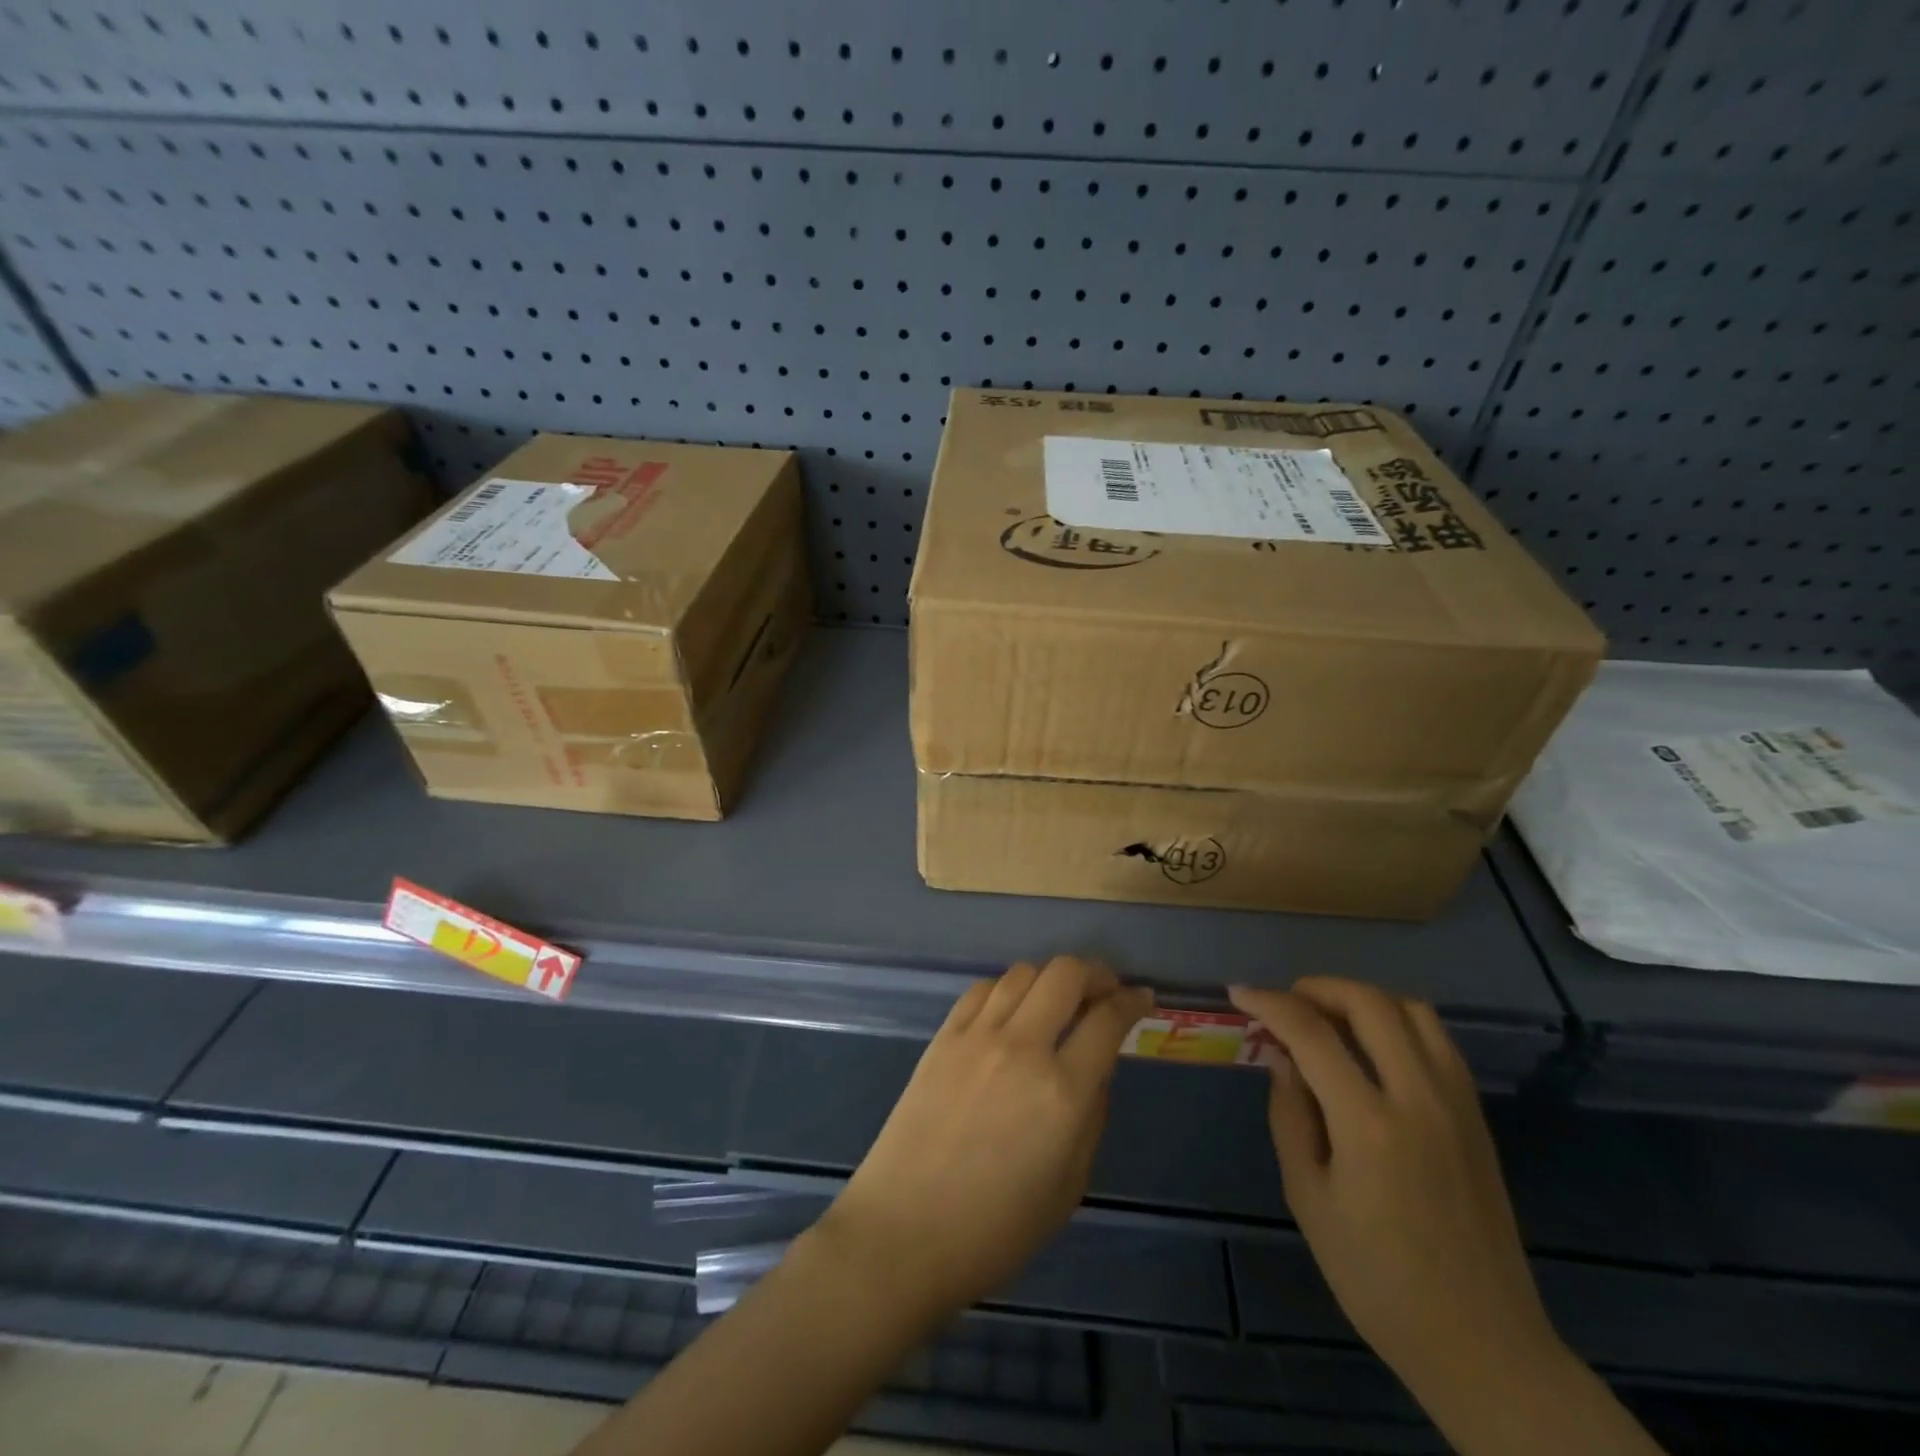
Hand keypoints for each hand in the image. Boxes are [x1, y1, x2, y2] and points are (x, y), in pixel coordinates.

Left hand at [819, 957, 1152, 1321]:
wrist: (905, 1232)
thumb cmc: (996, 1229)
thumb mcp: (1068, 1186)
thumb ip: (1091, 1118)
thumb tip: (1095, 1071)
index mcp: (1062, 1091)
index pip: (1107, 1019)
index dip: (1132, 1001)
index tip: (1142, 998)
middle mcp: (1022, 1047)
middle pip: (1066, 973)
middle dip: (1096, 972)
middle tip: (1106, 989)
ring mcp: (977, 1035)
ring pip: (1023, 972)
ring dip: (1050, 977)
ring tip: (1059, 999)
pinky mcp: (943, 1036)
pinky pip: (983, 989)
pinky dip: (1007, 989)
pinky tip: (1012, 1009)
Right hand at [1228, 978, 1558, 1398]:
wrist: (1482, 1344)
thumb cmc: (1377, 1278)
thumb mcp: (1309, 1199)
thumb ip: (1291, 1115)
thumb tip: (1281, 1058)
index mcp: (1369, 1124)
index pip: (1311, 1033)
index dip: (1269, 1003)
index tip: (1238, 993)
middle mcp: (1419, 1098)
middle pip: (1369, 1003)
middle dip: (1316, 987)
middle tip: (1284, 1003)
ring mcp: (1457, 1104)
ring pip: (1412, 1010)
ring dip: (1362, 999)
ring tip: (1327, 1017)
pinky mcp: (1476, 1117)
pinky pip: (1436, 1040)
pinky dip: (1397, 1021)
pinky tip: (1371, 1047)